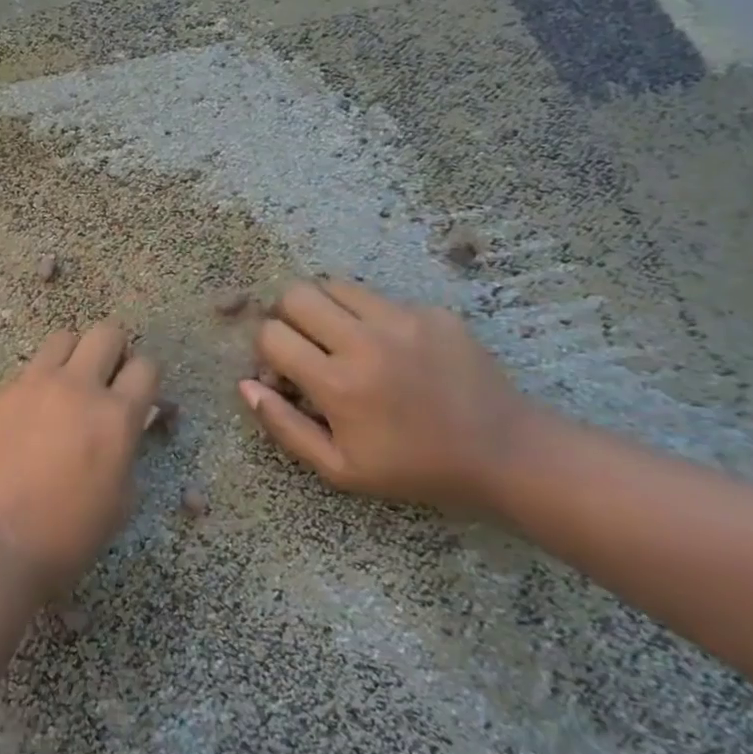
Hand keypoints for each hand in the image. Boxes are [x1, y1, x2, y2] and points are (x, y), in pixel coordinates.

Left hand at [0, 320, 159, 599]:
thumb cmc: (68, 535)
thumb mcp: (121, 499)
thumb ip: (128, 449)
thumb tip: (127, 425)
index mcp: (115, 415)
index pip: (146, 366)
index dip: (147, 379)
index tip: (140, 396)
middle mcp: (76, 387)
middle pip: (106, 333)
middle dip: (115, 351)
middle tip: (108, 381)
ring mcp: (32, 386)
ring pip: (62, 339)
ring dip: (74, 356)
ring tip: (68, 388)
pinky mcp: (0, 395)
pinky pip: (28, 371)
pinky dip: (39, 383)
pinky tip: (31, 417)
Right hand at [239, 278, 541, 515]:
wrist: (506, 454)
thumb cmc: (413, 468)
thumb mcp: (339, 468)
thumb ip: (284, 426)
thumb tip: (246, 385)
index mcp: (337, 384)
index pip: (271, 335)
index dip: (267, 350)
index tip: (283, 369)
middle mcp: (365, 342)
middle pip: (296, 295)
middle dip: (287, 316)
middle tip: (305, 343)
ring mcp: (402, 321)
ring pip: (335, 285)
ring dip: (324, 307)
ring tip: (340, 336)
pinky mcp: (432, 312)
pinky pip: (379, 298)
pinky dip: (368, 316)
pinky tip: (391, 347)